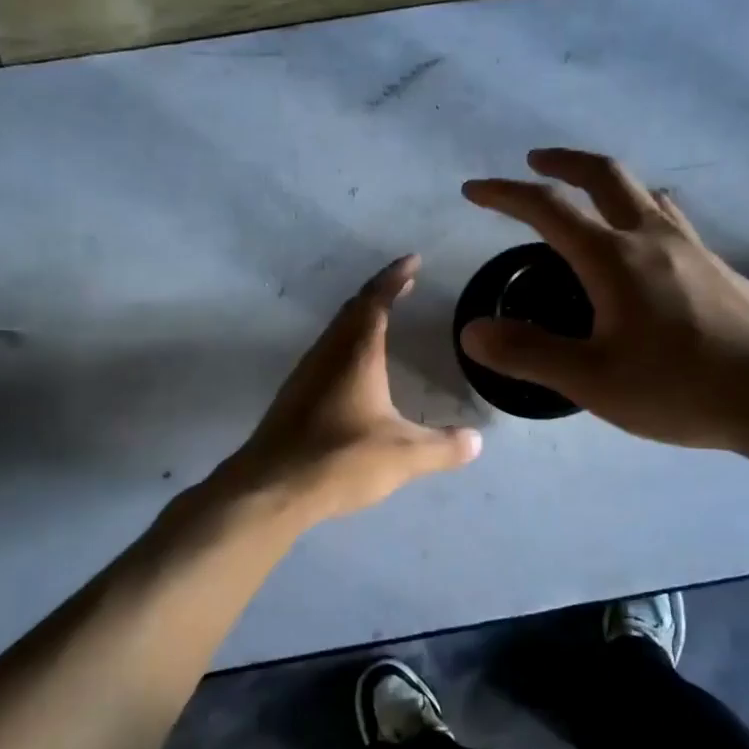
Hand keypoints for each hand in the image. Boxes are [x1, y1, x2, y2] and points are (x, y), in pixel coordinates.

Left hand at [224, 255, 481, 522]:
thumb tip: (477, 441)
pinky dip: (346, 343)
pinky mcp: (293, 396)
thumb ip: (443, 447)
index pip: (376, 301)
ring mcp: (305, 374)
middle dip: (379, 292)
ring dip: (359, 316)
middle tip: (403, 284)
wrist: (271, 487)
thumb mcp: (403, 456)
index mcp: (356, 354)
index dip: (395, 277)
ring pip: (335, 330)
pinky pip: (325, 352)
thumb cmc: (340, 459)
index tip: (413, 260)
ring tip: (382, 317)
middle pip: (353, 309)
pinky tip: (353, 367)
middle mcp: (328, 354)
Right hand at [461, 149, 748, 456]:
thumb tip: (472, 331)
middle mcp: (653, 238)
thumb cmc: (682, 387)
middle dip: (563, 163)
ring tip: (589, 199)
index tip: (474, 189)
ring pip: (644, 193)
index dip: (506, 194)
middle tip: (535, 162)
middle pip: (605, 175)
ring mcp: (693, 248)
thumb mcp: (593, 380)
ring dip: (606, 183)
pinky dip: (641, 211)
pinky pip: (670, 219)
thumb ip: (528, 353)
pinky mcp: (718, 267)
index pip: (549, 208)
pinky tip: (645, 247)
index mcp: (615, 258)